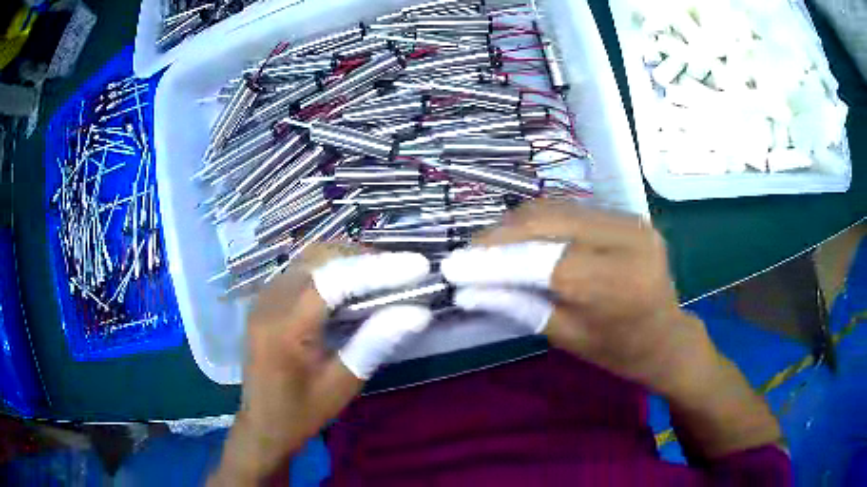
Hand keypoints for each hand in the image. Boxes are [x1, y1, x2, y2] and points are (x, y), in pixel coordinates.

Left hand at [211, 245, 431, 484]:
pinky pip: (301, 269)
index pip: (334, 281)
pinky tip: (353, 283)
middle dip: (365, 258)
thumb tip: (418, 312)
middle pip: (320, 259)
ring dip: (349, 259)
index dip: (378, 268)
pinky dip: (332, 268)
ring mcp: (264, 297)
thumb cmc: (302, 412)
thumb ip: (375, 343)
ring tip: (384, 273)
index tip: (418, 266)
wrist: (262, 424)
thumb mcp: (342, 385)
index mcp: (285, 327)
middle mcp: (270, 302)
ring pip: (310, 258)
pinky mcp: (266, 300)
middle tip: (403, 271)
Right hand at [441, 200, 714, 394]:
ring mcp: (630, 220)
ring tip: (487, 246)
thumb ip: (520, 306)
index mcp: (620, 283)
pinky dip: (538, 222)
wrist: (668, 335)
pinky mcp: (626, 214)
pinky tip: (520, 237)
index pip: (545, 260)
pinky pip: (571, 210)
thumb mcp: (568, 337)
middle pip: (548, 222)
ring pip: (556, 208)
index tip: (453, 266)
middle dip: (499, 236)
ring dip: (515, 225)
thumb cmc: (621, 351)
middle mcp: (628, 238)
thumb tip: (468, 290)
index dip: (494, 261)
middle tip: (467, 253)